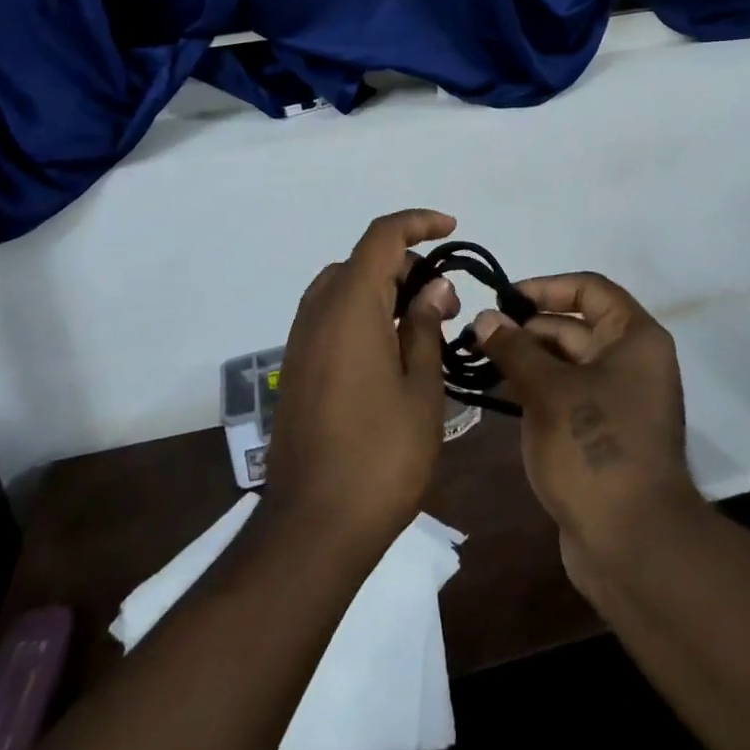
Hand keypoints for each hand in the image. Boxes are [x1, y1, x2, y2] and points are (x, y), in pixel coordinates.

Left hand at [262, 210, 459, 554]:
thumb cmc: (380, 454)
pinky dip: (365, 313)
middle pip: (365, 261)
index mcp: (350, 305)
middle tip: (446, 304)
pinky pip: (332, 315)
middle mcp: (319, 310)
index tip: (452, 229)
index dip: (418, 222)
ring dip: (385, 290)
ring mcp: (302, 339)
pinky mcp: (297, 366)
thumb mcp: (421, 387)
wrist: (312, 526)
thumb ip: (424, 326)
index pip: (382, 236)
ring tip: (423, 327)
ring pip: (347, 287)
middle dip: (408, 266)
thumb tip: (433, 287)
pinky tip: (392, 352)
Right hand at [469, 273, 702, 585]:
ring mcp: (620, 400)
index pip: (589, 289)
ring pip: (568, 363)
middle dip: (528, 328)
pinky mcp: (605, 434)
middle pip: (575, 326)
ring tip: (482, 361)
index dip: (545, 287)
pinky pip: (569, 395)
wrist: (634, 546)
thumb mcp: (548, 391)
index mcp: (634, 338)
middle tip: (480, 335)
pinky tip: (501, 394)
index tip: (504, 299)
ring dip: (528, 360)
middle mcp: (633, 362)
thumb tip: (485, 318)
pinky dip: (538, 390)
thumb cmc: (595, 450)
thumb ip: (514, 349)